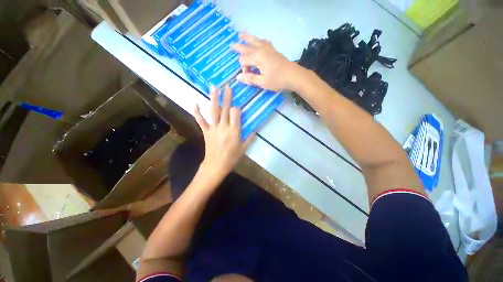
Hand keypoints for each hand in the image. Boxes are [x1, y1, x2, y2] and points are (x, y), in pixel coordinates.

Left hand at [194, 85, 253, 178]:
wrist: (216, 165)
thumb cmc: (232, 157)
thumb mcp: (244, 148)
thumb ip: (249, 138)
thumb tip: (254, 130)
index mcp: (234, 130)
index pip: (236, 113)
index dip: (237, 108)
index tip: (238, 108)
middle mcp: (224, 126)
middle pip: (225, 109)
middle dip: (227, 97)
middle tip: (227, 86)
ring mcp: (213, 128)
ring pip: (213, 111)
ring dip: (214, 99)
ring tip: (214, 88)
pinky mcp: (206, 131)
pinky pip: (200, 121)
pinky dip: (197, 112)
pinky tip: (195, 103)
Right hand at [231, 32, 298, 91]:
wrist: (293, 76)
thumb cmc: (277, 80)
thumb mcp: (262, 82)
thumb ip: (250, 79)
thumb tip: (238, 77)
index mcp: (257, 58)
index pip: (243, 60)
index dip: (243, 69)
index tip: (248, 76)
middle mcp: (261, 50)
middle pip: (247, 47)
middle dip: (239, 47)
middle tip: (232, 46)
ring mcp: (268, 48)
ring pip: (255, 40)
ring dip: (247, 38)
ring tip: (240, 34)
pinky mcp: (273, 50)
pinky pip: (264, 41)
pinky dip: (259, 40)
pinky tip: (259, 40)